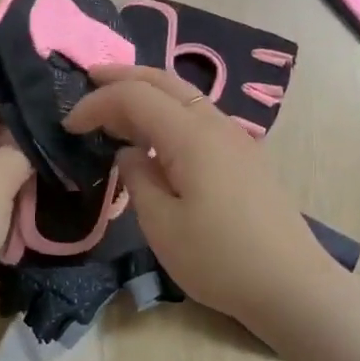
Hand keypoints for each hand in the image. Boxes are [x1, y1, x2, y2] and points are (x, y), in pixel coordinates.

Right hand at [65, 64, 343, 330]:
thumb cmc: (220, 259)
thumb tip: (129, 153)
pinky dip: (168, 112)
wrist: (291, 284)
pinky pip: (198, 117)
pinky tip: (155, 135)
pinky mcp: (244, 156)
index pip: (135, 96)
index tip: (69, 126)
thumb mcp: (162, 225)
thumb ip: (138, 179)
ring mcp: (235, 137)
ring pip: (184, 96)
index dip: (97, 103)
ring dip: (147, 93)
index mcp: (191, 135)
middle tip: (88, 80)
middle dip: (123, 76)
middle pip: (164, 81)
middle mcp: (216, 124)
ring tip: (115, 106)